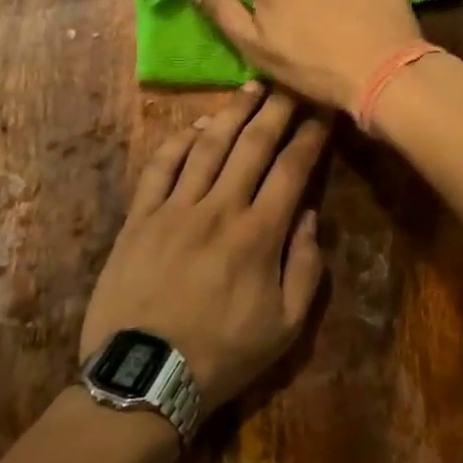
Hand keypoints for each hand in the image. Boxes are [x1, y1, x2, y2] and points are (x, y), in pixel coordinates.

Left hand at [79, 83, 327, 421]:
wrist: (145, 378)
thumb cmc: (222, 355)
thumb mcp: (285, 327)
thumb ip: (305, 267)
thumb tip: (307, 215)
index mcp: (259, 235)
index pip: (292, 169)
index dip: (311, 137)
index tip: (323, 112)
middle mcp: (219, 209)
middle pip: (252, 144)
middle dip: (276, 109)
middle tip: (290, 83)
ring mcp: (174, 210)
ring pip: (207, 146)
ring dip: (231, 112)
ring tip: (249, 87)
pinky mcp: (139, 218)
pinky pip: (159, 168)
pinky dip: (178, 141)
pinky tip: (194, 126)